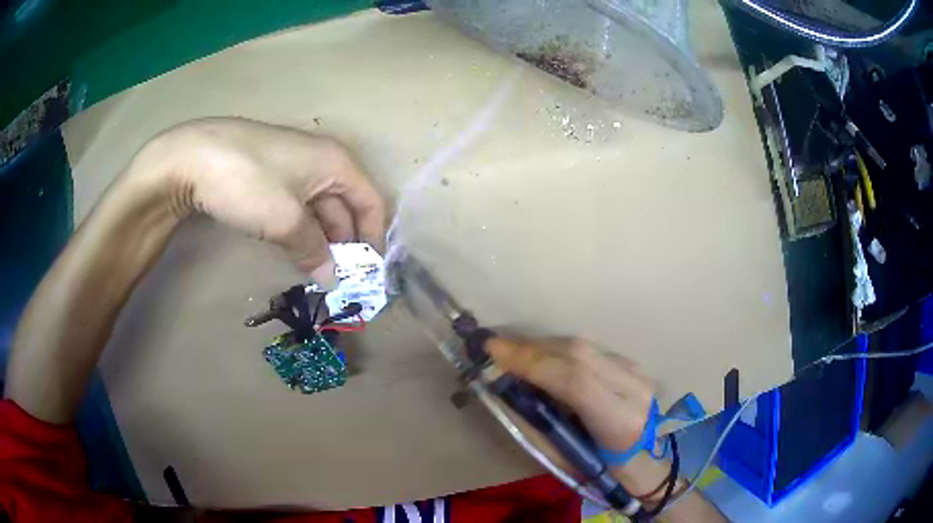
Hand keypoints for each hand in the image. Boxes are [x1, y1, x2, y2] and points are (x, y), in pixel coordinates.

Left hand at [132, 117, 386, 286]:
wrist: (192, 157)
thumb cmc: (248, 182)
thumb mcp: (285, 220)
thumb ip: (313, 250)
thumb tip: (332, 279)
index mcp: (336, 162)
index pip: (372, 202)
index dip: (373, 238)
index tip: (366, 273)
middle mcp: (321, 160)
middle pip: (346, 206)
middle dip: (345, 243)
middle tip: (338, 280)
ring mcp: (293, 165)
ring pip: (319, 208)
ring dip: (321, 240)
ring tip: (316, 271)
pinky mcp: (269, 174)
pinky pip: (296, 205)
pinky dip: (300, 229)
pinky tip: (292, 248)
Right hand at [485, 339, 681, 502]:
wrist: (651, 462)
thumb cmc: (604, 473)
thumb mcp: (564, 461)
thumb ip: (535, 424)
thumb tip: (504, 390)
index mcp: (620, 423)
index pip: (575, 380)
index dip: (532, 361)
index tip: (493, 350)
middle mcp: (634, 390)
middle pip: (579, 353)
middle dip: (532, 347)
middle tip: (497, 348)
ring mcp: (639, 373)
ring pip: (585, 346)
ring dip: (545, 345)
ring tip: (515, 352)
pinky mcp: (635, 366)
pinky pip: (591, 350)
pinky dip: (561, 350)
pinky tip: (543, 357)